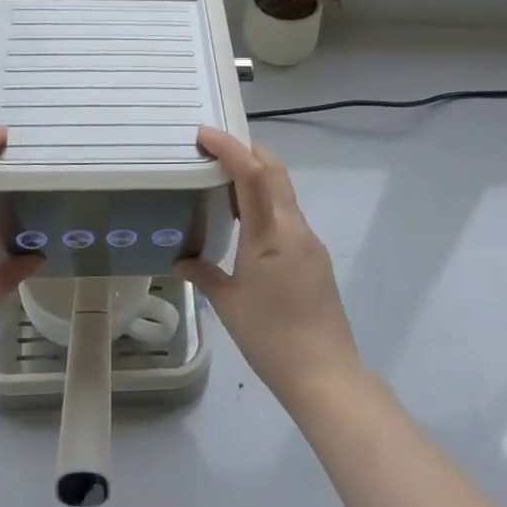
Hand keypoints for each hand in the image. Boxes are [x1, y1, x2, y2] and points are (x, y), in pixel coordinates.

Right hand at [180, 127, 362, 411]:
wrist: (325, 373)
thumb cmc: (271, 338)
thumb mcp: (229, 305)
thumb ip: (203, 274)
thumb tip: (181, 259)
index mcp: (270, 235)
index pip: (252, 174)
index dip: (229, 147)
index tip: (204, 133)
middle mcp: (294, 228)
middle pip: (274, 171)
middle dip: (247, 150)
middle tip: (214, 146)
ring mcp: (309, 241)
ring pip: (283, 191)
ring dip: (257, 175)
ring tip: (223, 179)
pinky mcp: (315, 256)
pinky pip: (288, 214)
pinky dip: (267, 201)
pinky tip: (247, 220)